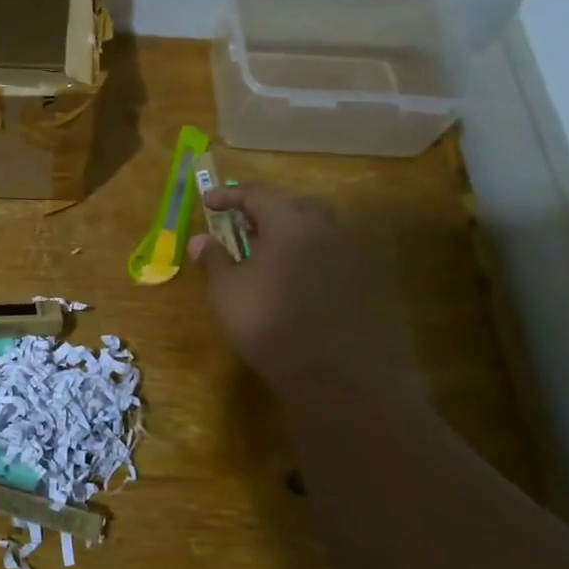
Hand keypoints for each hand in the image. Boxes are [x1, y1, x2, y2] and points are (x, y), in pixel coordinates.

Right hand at [191, 184, 418, 403]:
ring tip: (266, 254)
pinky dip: (310, 257)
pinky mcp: (369, 281)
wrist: (338, 375)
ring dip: (290, 234)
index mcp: (290, 220)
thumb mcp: (229, 291)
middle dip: (265, 210)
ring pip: (317, 230)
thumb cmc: (270, 323)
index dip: (229, 196)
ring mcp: (353, 253)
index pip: (256, 193)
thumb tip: (199, 240)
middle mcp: (327, 227)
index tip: (208, 201)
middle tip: (241, 226)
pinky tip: (296, 281)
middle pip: (293, 205)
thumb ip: (215, 260)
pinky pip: (333, 255)